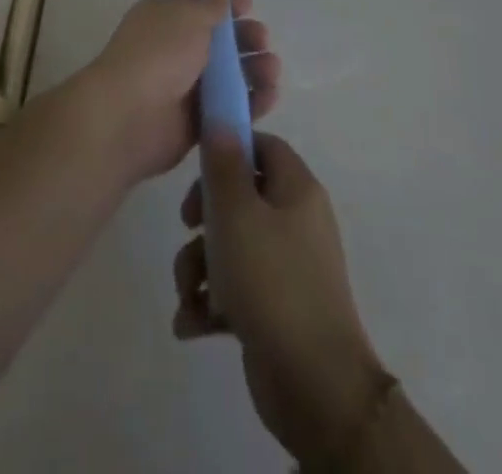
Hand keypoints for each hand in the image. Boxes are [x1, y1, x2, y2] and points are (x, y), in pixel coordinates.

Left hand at [77, 0, 280, 183]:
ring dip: (254, 70)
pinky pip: (229, 108)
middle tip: (263, 42)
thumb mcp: (187, 17)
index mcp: (165, 19)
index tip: (251, 8)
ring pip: (229, 76)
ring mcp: (185, 87)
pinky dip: (252, 102)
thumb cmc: (158, 53)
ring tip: (272, 70)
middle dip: (246, 39)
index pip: (201, 8)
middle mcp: (175, 50)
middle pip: (220, 43)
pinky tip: (270, 96)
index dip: (227, 7)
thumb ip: (210, 7)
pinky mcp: (196, 122)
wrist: (129, 115)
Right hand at [173, 133, 392, 466]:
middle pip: (241, 196)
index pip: (263, 145)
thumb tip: (220, 116)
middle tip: (187, 227)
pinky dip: (211, 302)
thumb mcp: (236, 213)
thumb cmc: (272, 282)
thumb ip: (223, 163)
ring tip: (188, 294)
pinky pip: (236, 288)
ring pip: (231, 245)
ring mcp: (288, 267)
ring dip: (199, 266)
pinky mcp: (276, 309)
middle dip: (204, 215)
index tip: (199, 168)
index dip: (229, 148)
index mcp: (297, 189)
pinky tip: (192, 325)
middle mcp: (296, 221)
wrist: (314, 386)